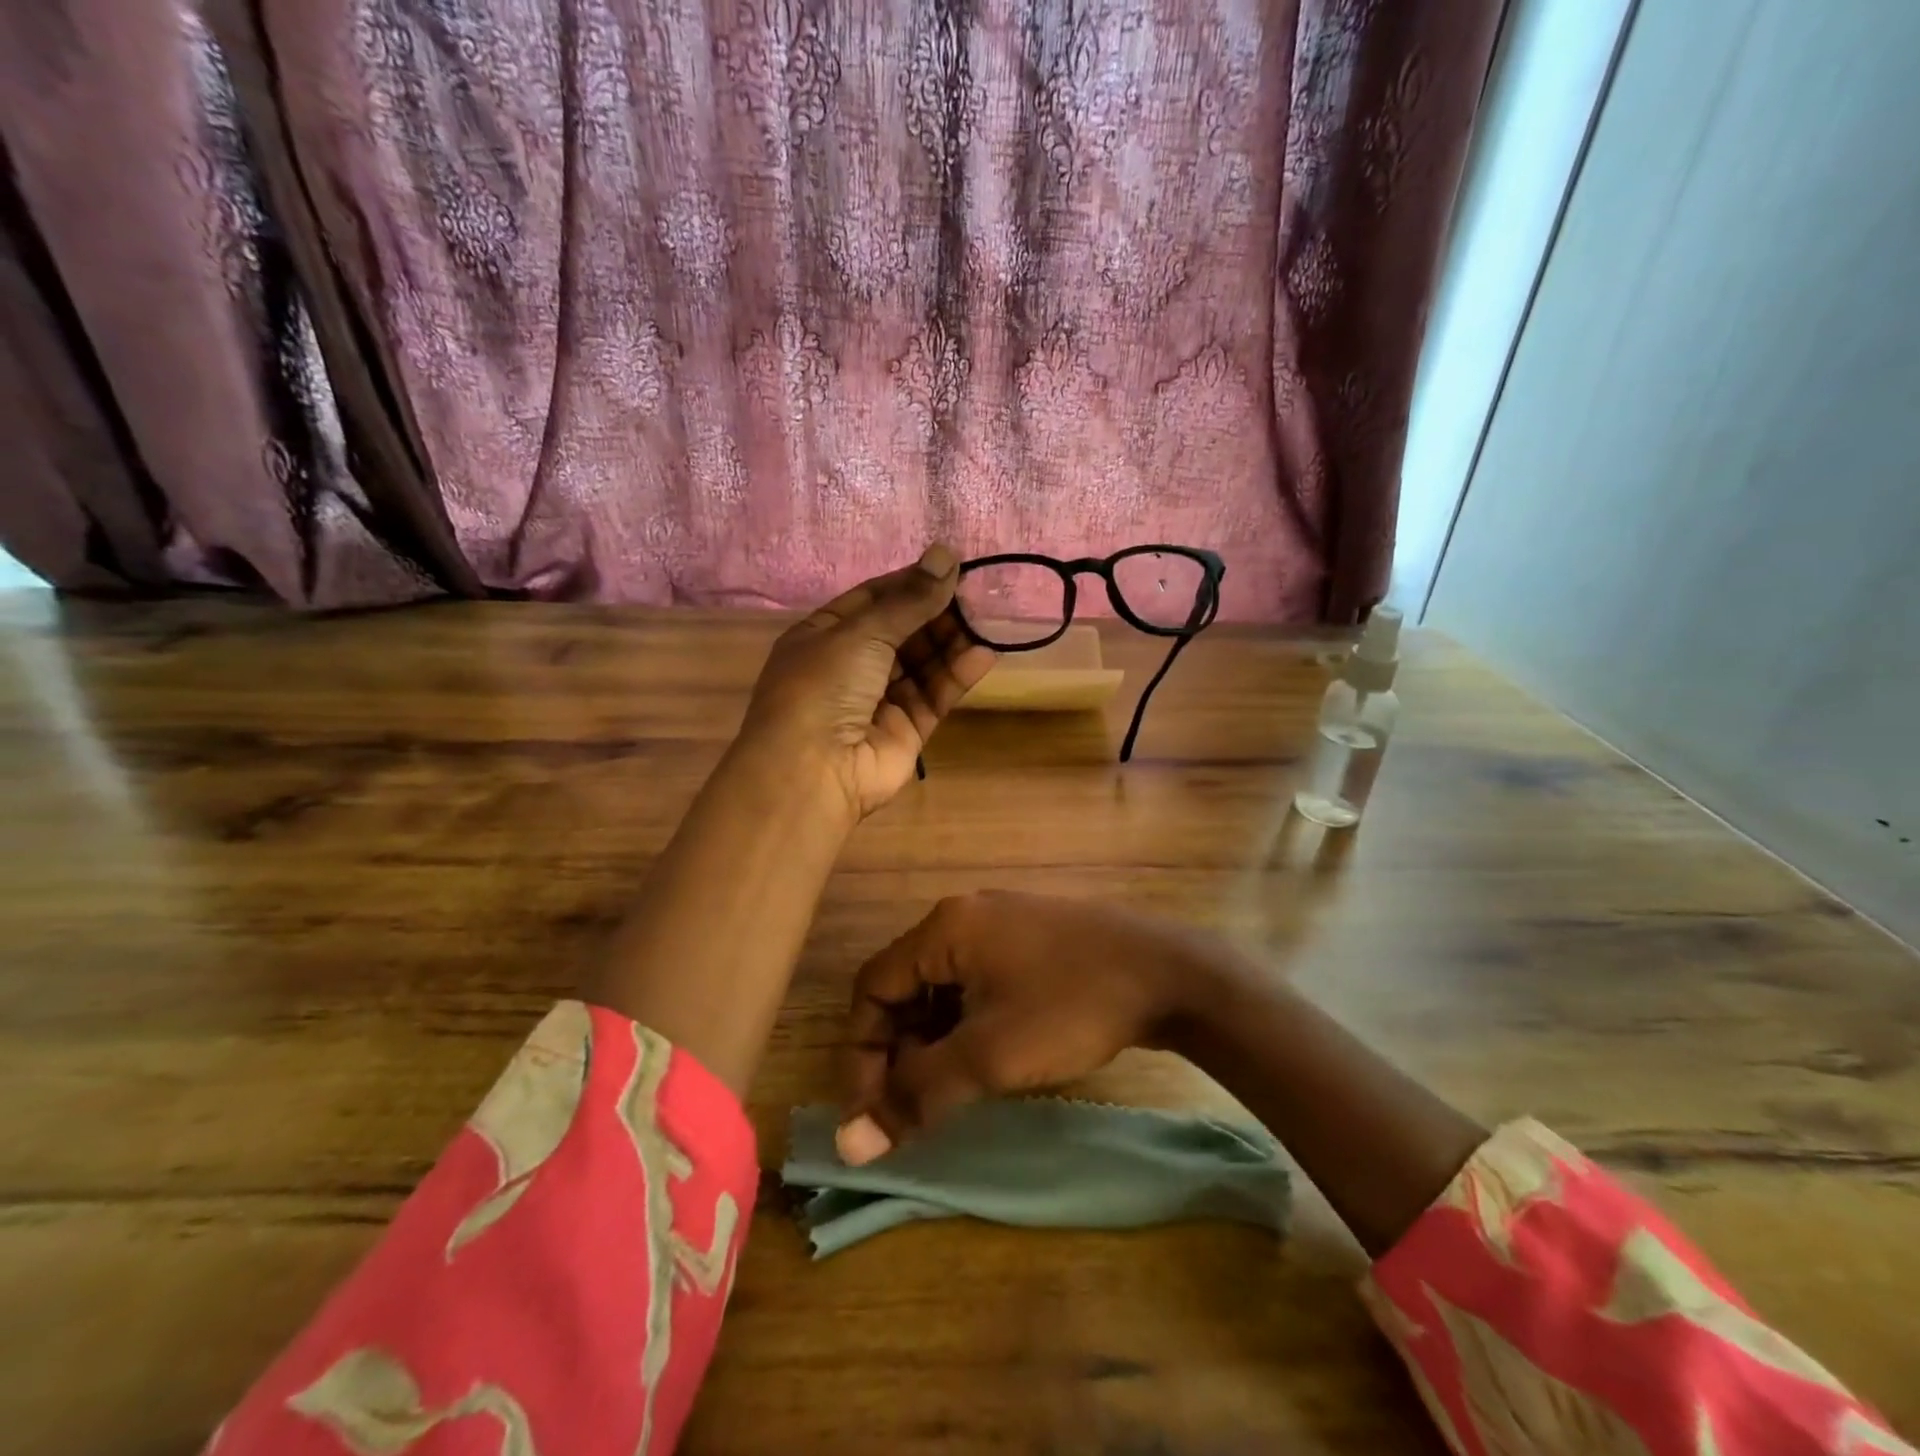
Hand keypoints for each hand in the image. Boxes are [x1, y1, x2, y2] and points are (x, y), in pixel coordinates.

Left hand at [740, 545, 996, 821]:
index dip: (911, 582)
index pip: (874, 599)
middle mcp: (851, 665)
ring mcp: (879, 699)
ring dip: (952, 641)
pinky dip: (957, 675)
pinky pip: (935, 695)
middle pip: (903, 630)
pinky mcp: (907, 729)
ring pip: (923, 662)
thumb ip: (909, 600)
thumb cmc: (824, 686)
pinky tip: (984, 653)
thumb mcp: (861, 632)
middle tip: (976, 594)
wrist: (813, 770)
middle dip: (937, 612)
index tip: (951, 568)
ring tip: (986, 620)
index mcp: (825, 635)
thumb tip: (946, 554)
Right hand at [837, 891, 1236, 1163]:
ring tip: (947, 1088)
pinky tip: (984, 1057)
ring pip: (942, 985)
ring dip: (932, 1039)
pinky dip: (966, 1022)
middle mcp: (965, 915)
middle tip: (911, 1106)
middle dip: (898, 1049)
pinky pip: (976, 980)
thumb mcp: (991, 1056)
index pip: (873, 987)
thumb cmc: (1071, 1007)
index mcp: (945, 928)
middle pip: (906, 985)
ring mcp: (1002, 923)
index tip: (871, 1113)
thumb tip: (852, 1145)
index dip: (861, 1052)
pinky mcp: (1031, 938)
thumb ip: (918, 1095)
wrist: (1169, 973)